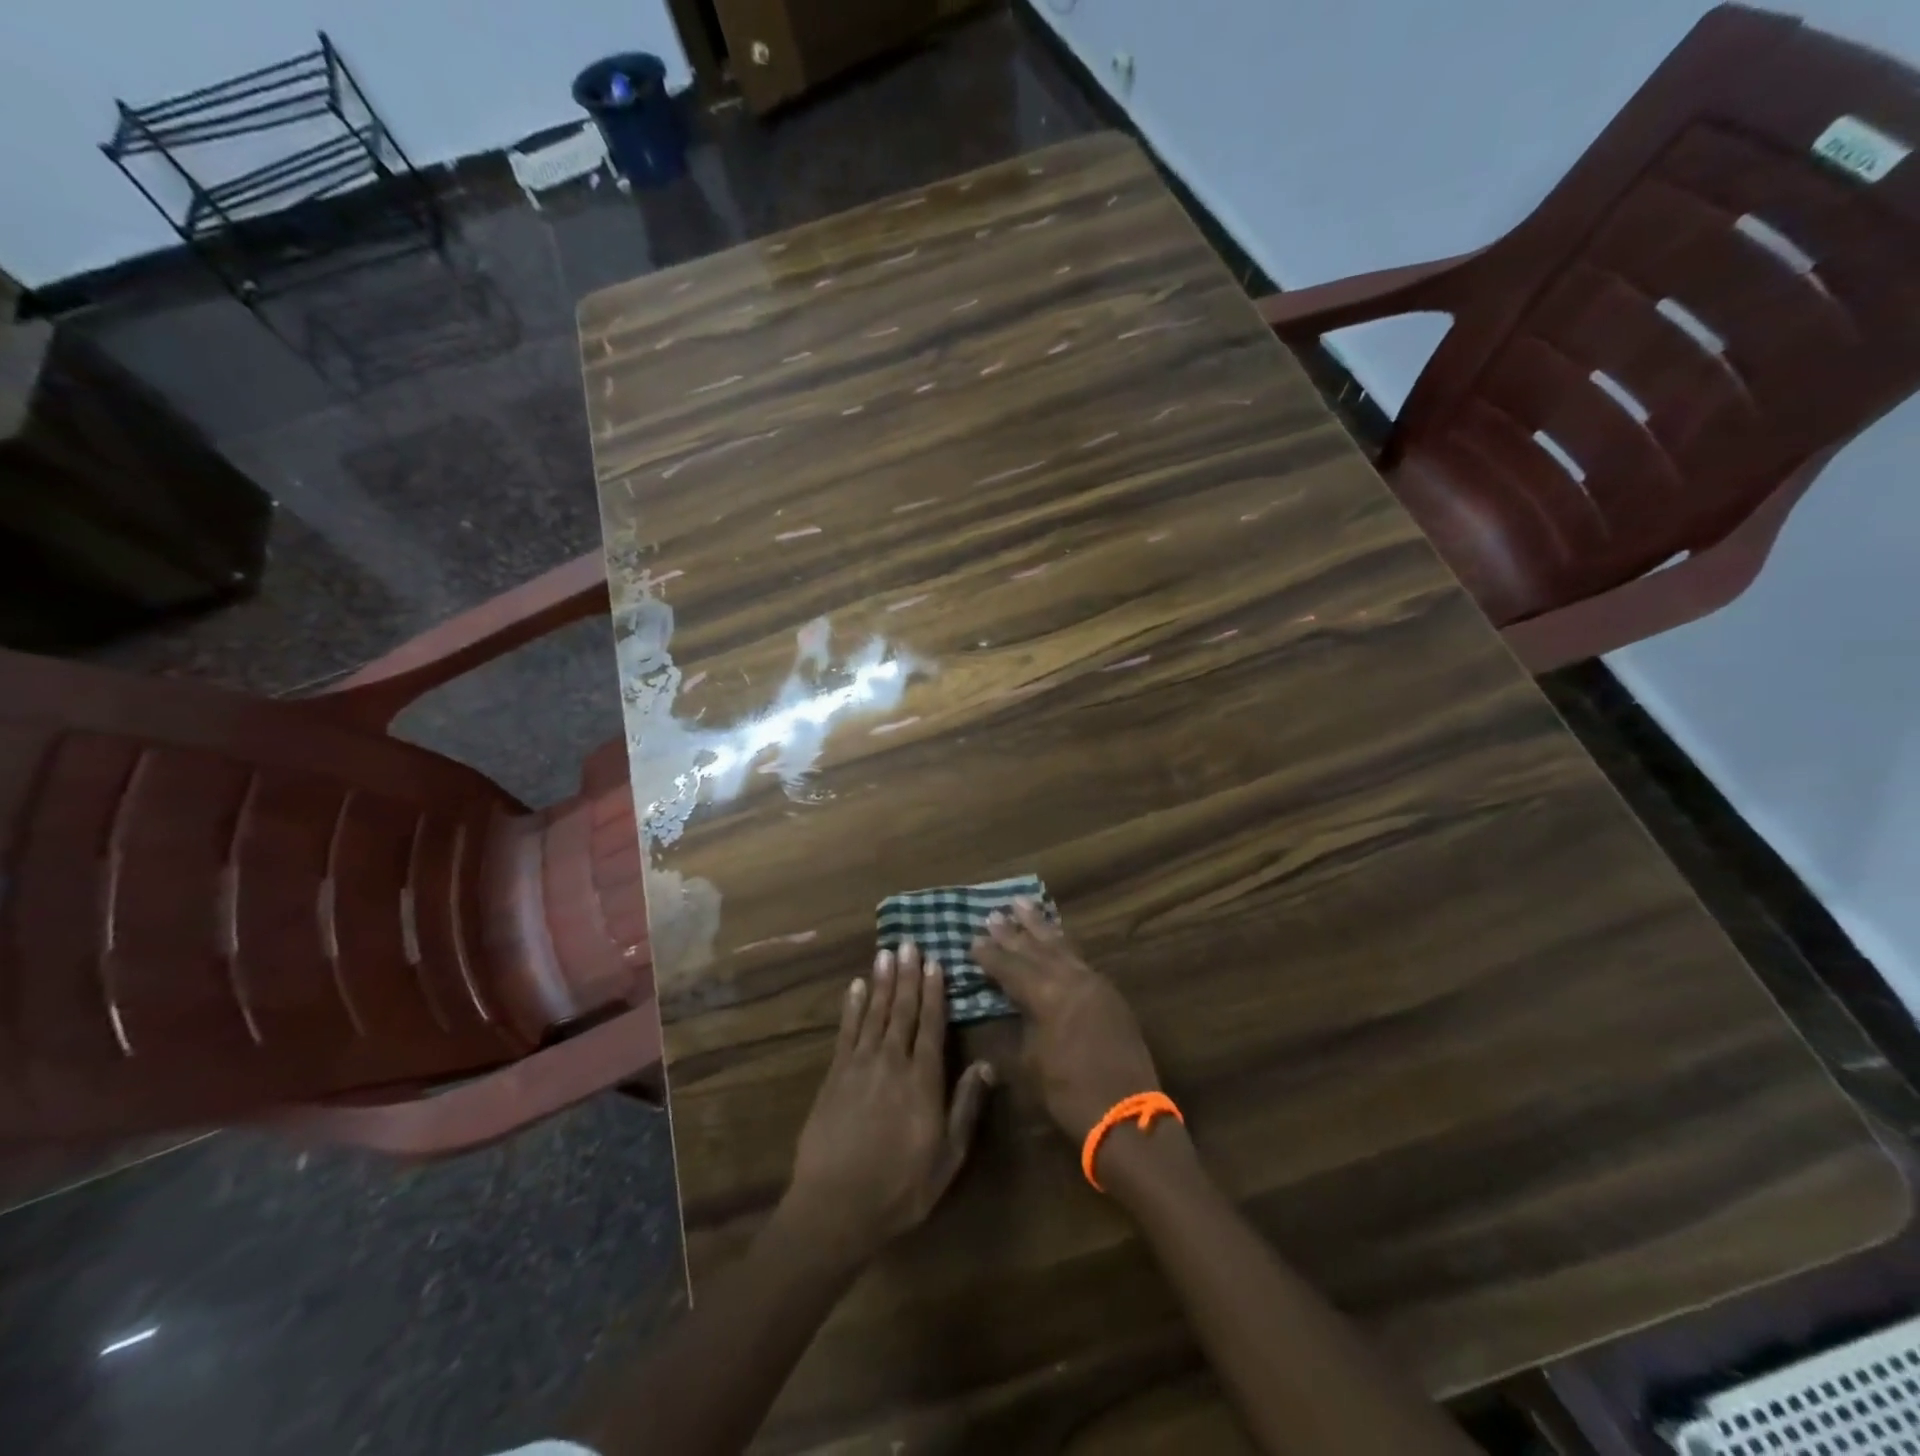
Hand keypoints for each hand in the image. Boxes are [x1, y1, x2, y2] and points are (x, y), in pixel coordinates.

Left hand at [784, 942, 994, 1265]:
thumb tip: (986, 1065)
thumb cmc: (901, 1187)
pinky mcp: (834, 1075)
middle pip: (902, 1010)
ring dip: (881, 981)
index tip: (935, 962)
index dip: (934, 992)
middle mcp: (893, 1062)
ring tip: (886, 953)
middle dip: (907, 975)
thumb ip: (965, 1108)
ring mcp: (860, 1066)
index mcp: (923, 1080)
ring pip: (874, 1013)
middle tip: (910, 943)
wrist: (836, 1206)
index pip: (931, 1025)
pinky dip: (852, 1007)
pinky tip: (855, 987)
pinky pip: (846, 1032)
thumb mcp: (947, 1157)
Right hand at [971, 899, 1160, 1141]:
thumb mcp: (1030, 1063)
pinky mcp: (1109, 994)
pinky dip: (1063, 943)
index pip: (1011, 967)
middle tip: (993, 913)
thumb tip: (1012, 1007)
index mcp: (1047, 996)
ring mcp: (1094, 983)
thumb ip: (1020, 1026)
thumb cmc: (1068, 1094)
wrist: (1126, 1115)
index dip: (990, 954)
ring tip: (1023, 904)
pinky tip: (1057, 937)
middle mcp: (1071, 980)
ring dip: (1040, 926)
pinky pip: (1080, 957)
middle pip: (1036, 949)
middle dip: (1013, 932)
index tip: (973, 939)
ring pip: (1061, 946)